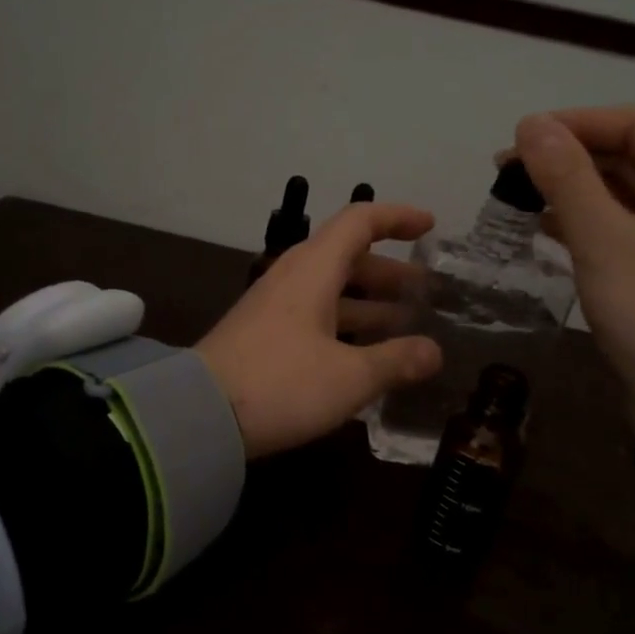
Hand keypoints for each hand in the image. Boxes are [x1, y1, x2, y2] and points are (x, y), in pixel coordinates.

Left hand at [198, 202, 442, 458]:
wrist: (200, 414)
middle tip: (426, 292)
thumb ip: (395, 361)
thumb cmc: (281, 385)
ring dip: (368, 303)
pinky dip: (345, 326)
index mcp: (313, 270)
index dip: (397, 218)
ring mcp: (274, 308)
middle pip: (347, 259)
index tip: (430, 227)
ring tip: (406, 324)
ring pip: (330, 292)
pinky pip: (314, 317)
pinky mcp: (263, 337)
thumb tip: (434, 352)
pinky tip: (365, 355)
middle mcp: (292, 279)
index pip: (360, 222)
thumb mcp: (349, 377)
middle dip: (390, 272)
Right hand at [512, 106, 634, 431]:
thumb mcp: (606, 241)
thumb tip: (530, 124)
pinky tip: (547, 229)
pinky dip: (585, 223)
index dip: (576, 123)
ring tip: (519, 196)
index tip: (519, 138)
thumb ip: (567, 179)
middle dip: (570, 158)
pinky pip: (622, 230)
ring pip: (624, 196)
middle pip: (631, 157)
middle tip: (508, 171)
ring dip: (573, 190)